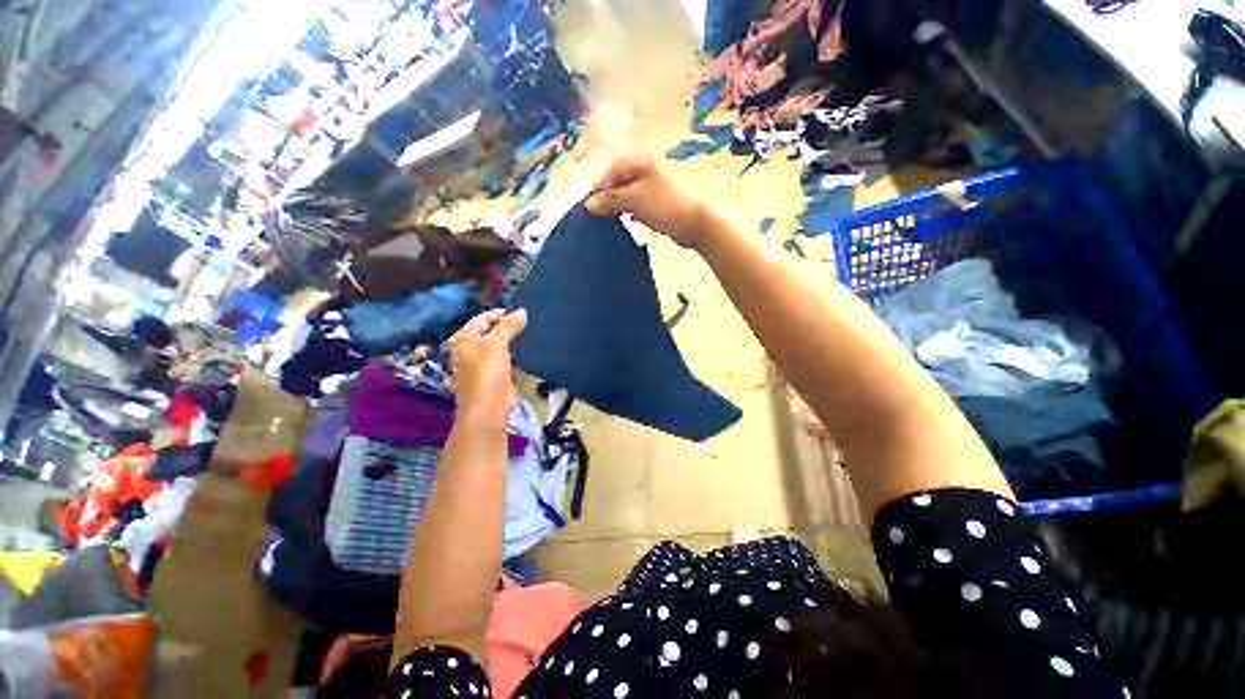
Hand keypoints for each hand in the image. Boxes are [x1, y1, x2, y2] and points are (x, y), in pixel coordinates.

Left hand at [445, 308, 527, 430]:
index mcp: (463, 339)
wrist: (489, 408)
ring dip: (512, 339)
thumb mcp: (496, 344)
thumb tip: (522, 311)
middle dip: (507, 326)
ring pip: (499, 344)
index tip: (521, 313)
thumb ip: (509, 326)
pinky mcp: (495, 373)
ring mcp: (482, 362)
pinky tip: (528, 348)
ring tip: (530, 332)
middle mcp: (470, 349)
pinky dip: (515, 352)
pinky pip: (506, 357)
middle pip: (490, 331)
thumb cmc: (486, 373)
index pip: (482, 318)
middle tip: (528, 321)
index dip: (500, 314)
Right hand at [585, 155, 710, 248]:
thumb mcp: (635, 199)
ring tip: (610, 221)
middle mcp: (647, 170)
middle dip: (608, 199)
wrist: (700, 222)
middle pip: (619, 183)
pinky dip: (633, 213)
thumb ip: (610, 200)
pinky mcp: (662, 204)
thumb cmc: (666, 205)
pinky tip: (630, 221)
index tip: (588, 210)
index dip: (598, 189)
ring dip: (620, 207)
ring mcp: (655, 187)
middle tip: (599, 217)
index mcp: (640, 161)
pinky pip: (641, 206)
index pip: (610, 171)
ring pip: (630, 195)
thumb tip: (588, 204)